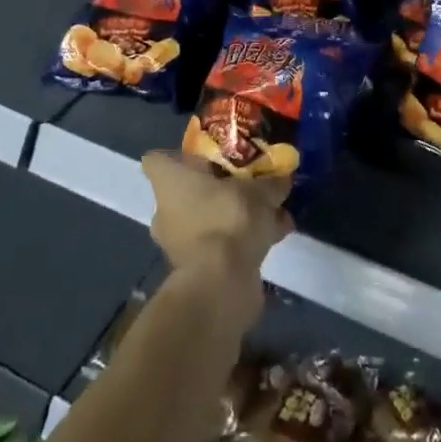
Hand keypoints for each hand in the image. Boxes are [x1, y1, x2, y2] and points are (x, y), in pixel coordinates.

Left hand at [142, 152, 291, 317]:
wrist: (222, 284)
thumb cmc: (229, 218)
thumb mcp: (259, 192)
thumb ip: (271, 182)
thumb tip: (283, 178)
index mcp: (169, 183)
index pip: (157, 160)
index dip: (179, 157)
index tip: (205, 156)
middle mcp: (165, 211)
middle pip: (187, 191)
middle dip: (216, 189)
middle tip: (246, 184)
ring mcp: (177, 244)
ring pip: (206, 220)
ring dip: (234, 216)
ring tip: (271, 213)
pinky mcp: (194, 271)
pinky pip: (219, 245)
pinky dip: (241, 241)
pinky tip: (274, 238)